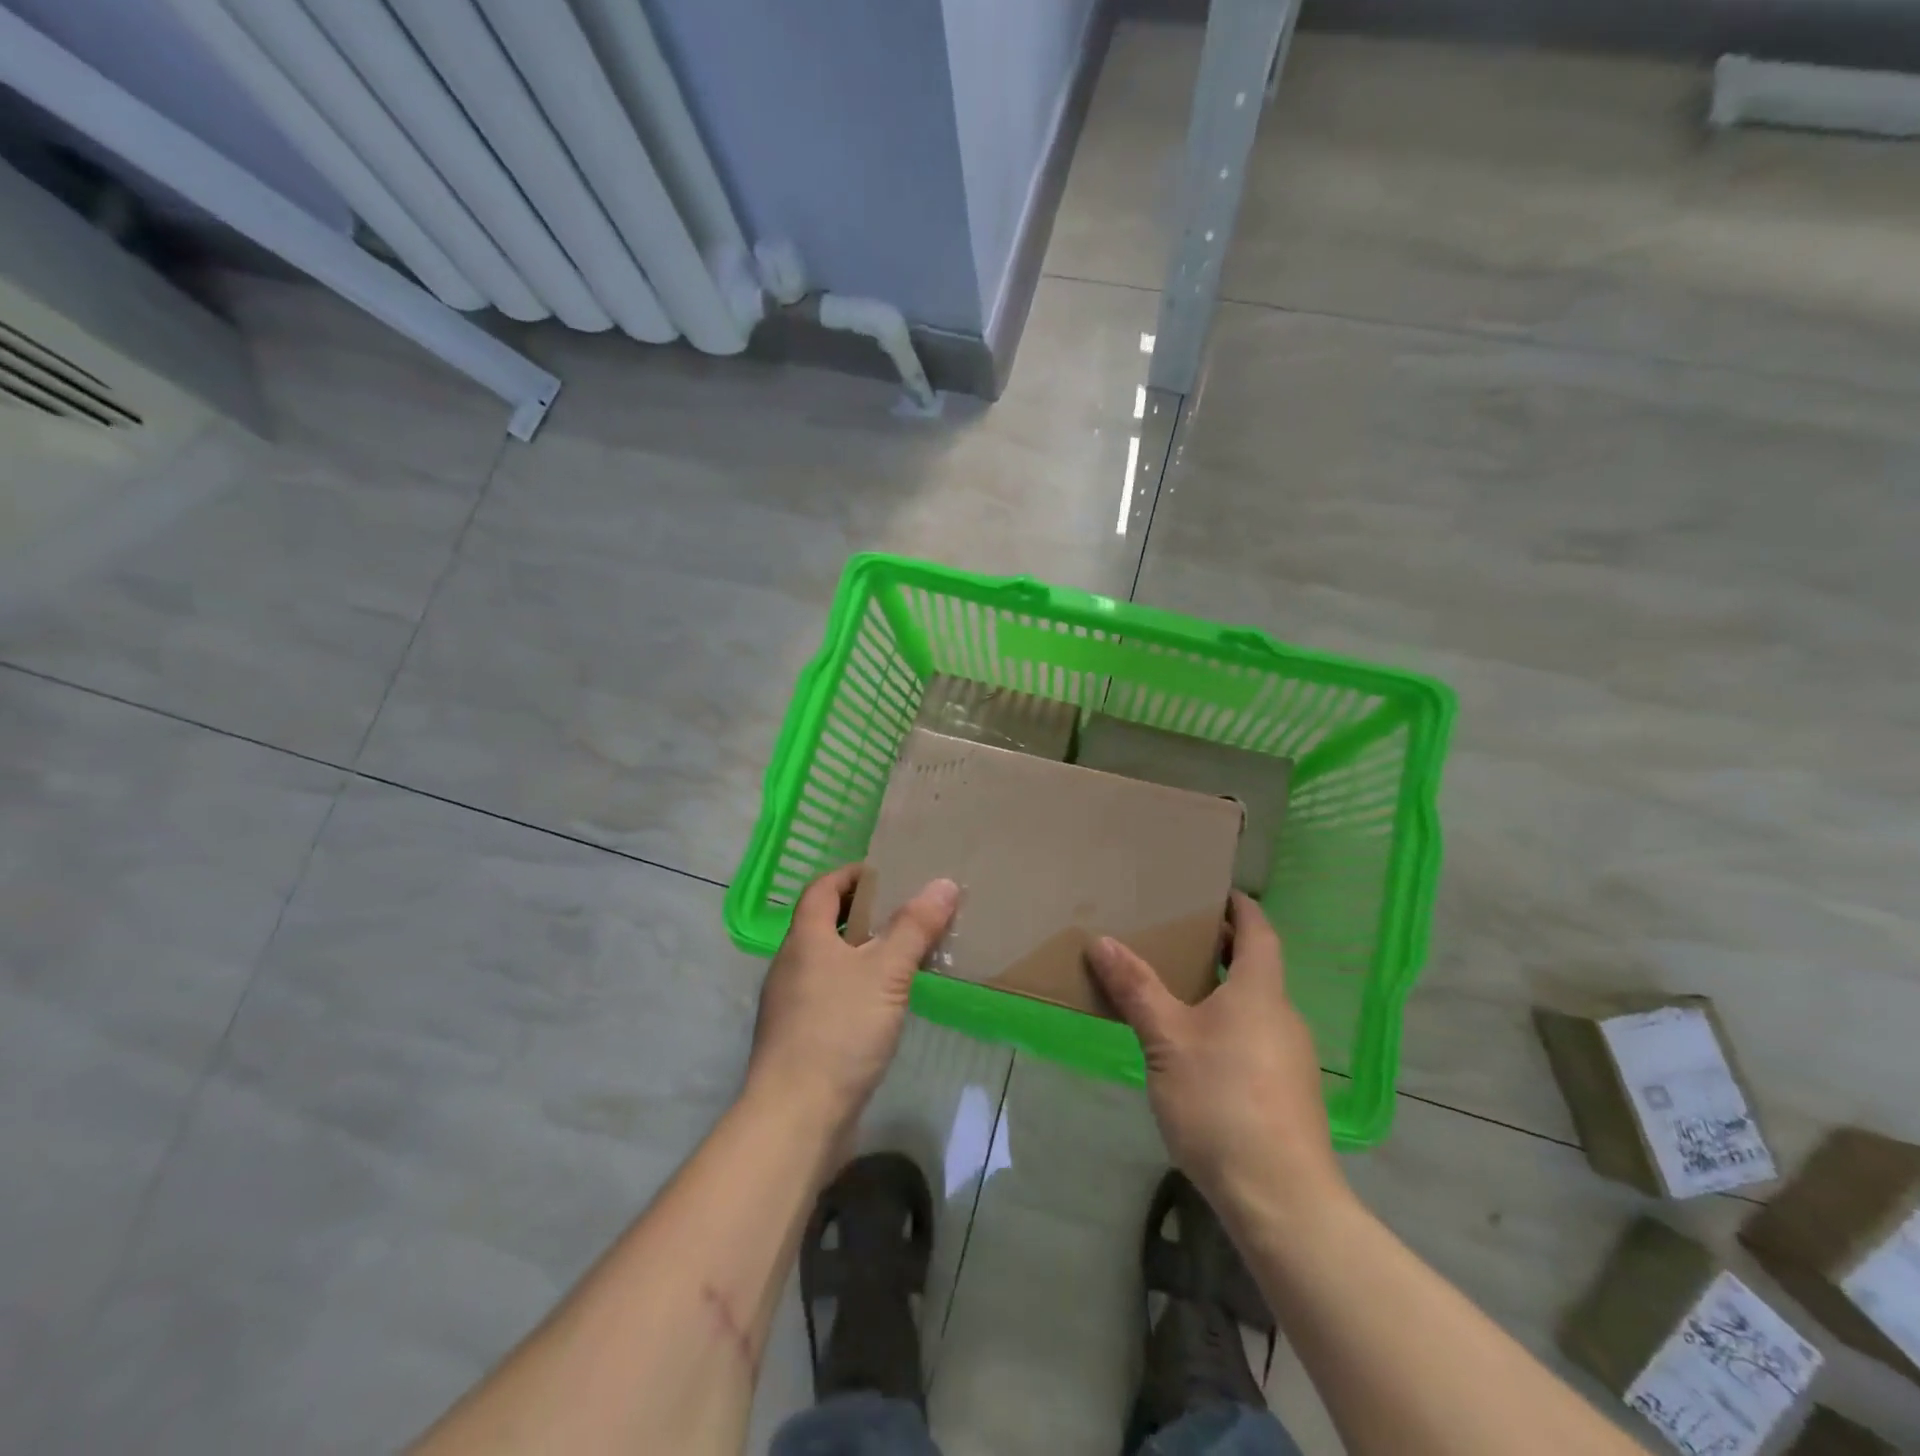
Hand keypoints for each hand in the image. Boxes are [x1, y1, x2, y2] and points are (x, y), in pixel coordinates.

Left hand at [746, 865, 959, 1132]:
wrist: (795, 1117)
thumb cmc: (839, 1030)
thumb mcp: (886, 973)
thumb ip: (914, 927)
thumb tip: (943, 883)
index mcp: (804, 939)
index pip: (822, 888)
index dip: (850, 874)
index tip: (885, 873)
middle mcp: (790, 965)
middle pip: (823, 923)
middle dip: (862, 913)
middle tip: (905, 911)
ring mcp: (791, 1004)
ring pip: (828, 962)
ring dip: (861, 952)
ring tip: (902, 955)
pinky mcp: (800, 1038)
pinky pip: (830, 994)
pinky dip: (856, 986)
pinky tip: (884, 1004)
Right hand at [1088, 892, 1344, 1220]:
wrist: (1281, 1198)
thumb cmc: (1221, 1101)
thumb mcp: (1166, 1040)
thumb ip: (1136, 989)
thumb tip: (1102, 941)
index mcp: (1260, 992)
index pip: (1259, 932)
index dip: (1241, 908)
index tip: (1217, 892)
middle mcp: (1283, 1017)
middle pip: (1258, 968)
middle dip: (1223, 949)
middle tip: (1179, 939)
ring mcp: (1291, 1058)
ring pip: (1256, 1007)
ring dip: (1223, 991)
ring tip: (1178, 994)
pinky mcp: (1288, 1094)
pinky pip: (1256, 1039)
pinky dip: (1229, 1027)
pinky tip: (1198, 1053)